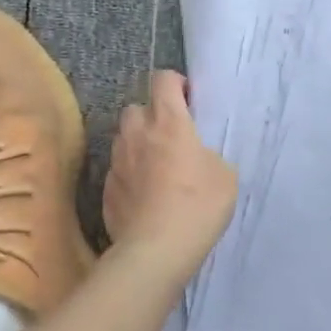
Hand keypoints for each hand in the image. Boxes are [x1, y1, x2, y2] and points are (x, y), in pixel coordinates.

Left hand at [103, 70, 237, 278]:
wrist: (156, 250)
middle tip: (170, 137)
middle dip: (151, 116)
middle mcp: (137, 134)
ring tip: (156, 168)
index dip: (175, 84)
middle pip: (136, 108)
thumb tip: (197, 157)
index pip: (163, 80)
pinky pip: (118, 171)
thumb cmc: (198, 205)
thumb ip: (208, 155)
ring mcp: (117, 162)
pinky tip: (144, 196)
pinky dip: (130, 175)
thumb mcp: (224, 175)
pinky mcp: (106, 190)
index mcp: (169, 122)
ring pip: (123, 139)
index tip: (188, 101)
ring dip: (138, 145)